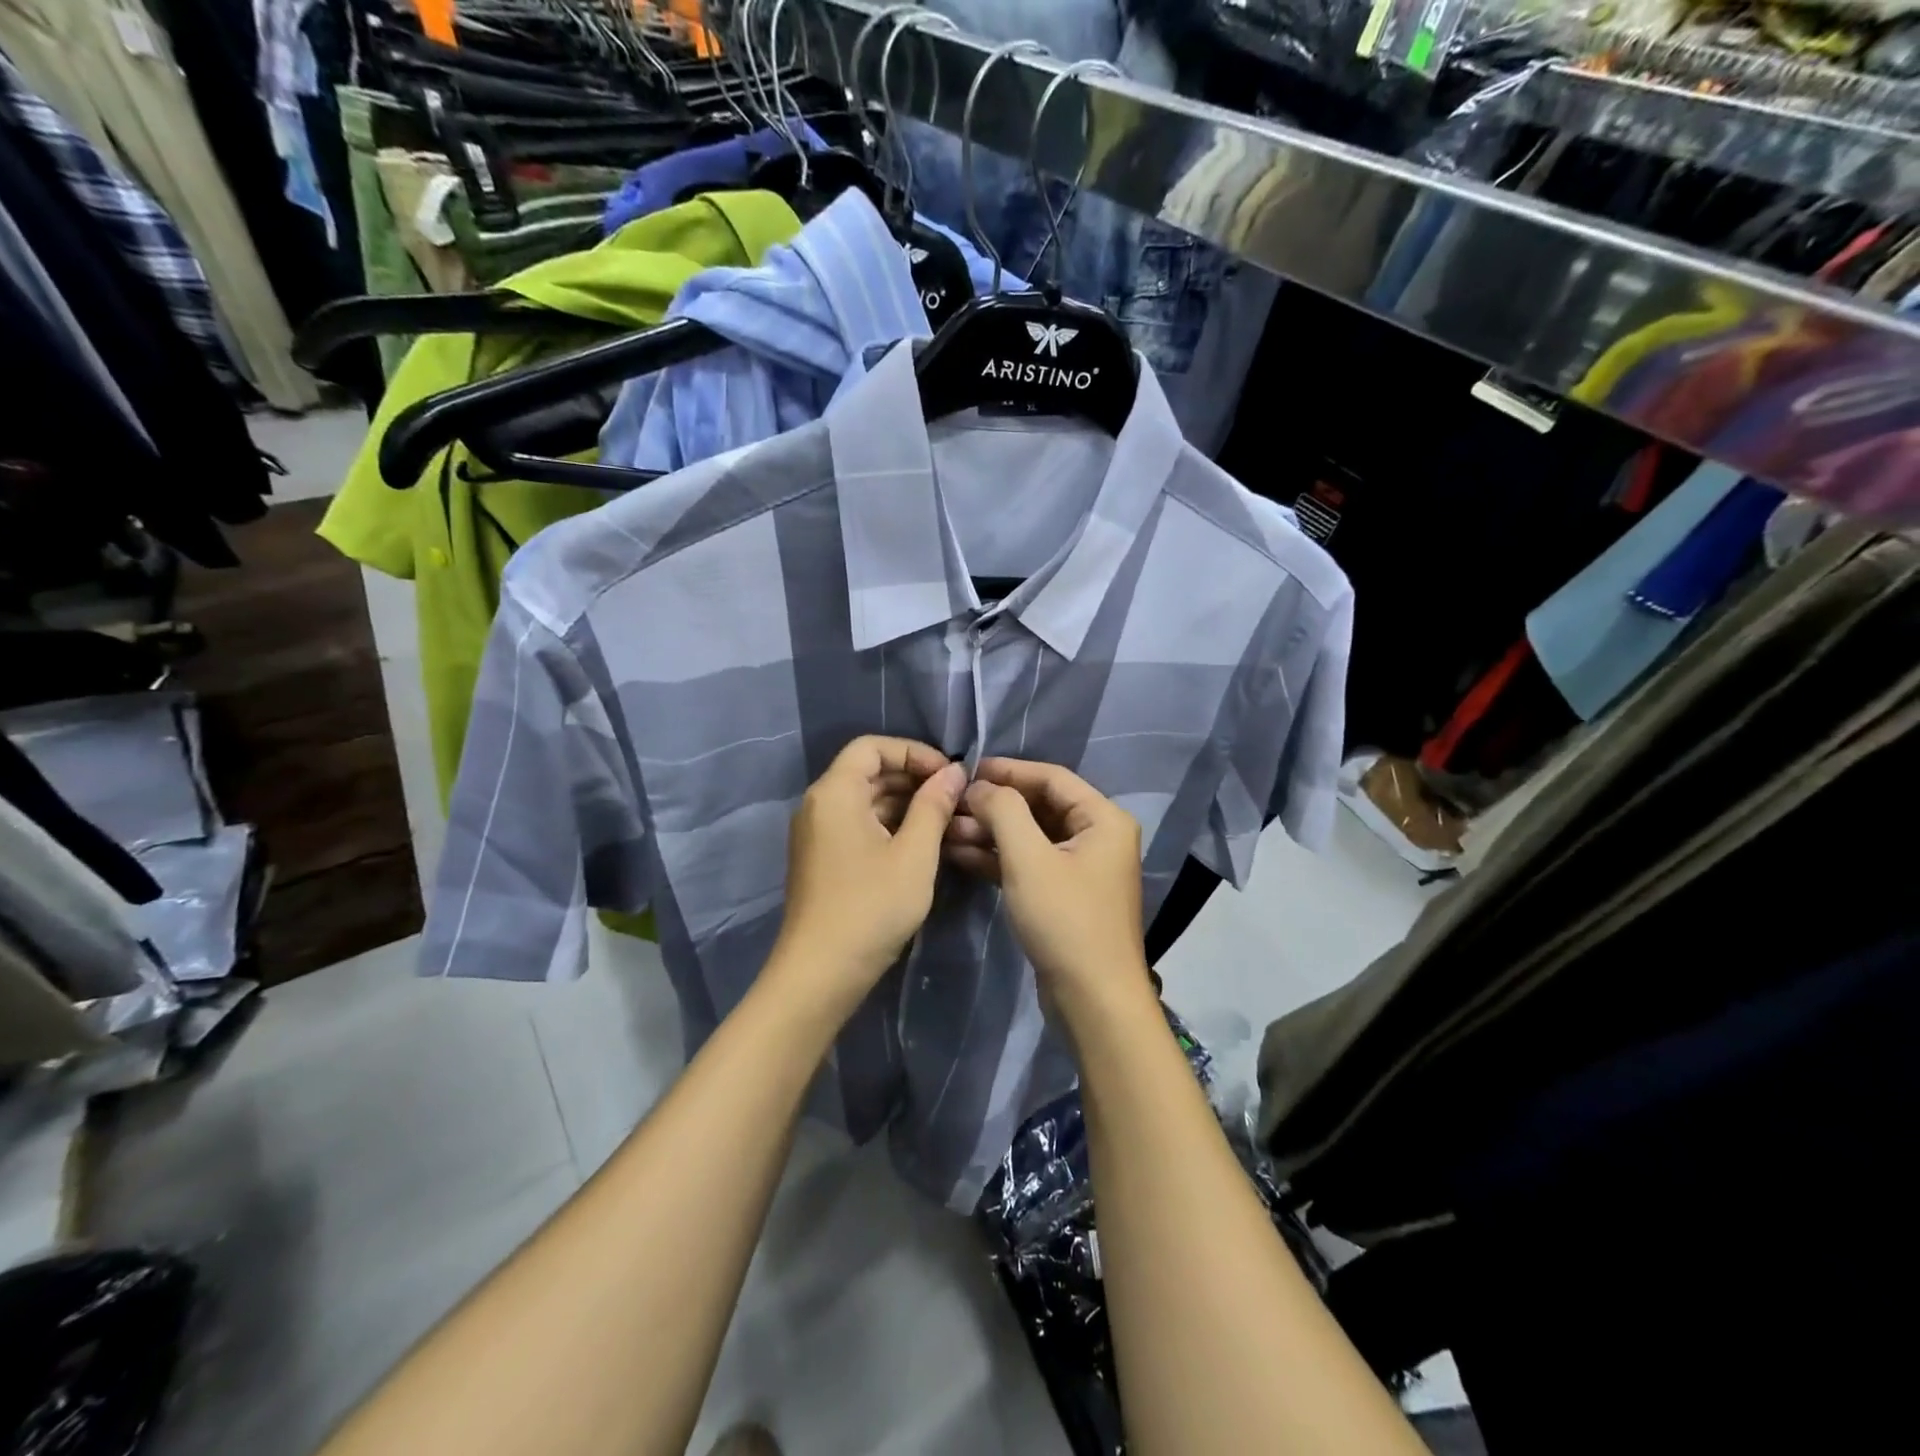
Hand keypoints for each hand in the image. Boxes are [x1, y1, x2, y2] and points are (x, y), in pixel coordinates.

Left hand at [773, 736, 966, 1010]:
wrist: (820, 974)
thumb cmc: (871, 907)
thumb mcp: (914, 855)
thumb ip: (934, 806)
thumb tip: (954, 772)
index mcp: (834, 793)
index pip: (872, 747)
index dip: (913, 752)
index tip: (948, 776)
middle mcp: (818, 804)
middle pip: (867, 771)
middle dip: (912, 777)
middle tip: (953, 798)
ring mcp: (817, 833)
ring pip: (864, 800)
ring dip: (904, 803)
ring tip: (944, 821)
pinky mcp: (822, 858)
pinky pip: (857, 824)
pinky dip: (888, 824)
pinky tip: (919, 844)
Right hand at [944, 758, 1150, 1014]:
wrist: (1092, 999)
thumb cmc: (1065, 920)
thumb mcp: (1029, 859)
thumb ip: (1003, 811)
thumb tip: (979, 786)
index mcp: (1103, 819)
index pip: (1052, 778)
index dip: (1009, 770)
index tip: (968, 769)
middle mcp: (1097, 836)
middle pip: (1039, 806)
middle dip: (994, 805)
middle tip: (952, 805)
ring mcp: (1080, 867)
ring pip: (1030, 836)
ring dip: (991, 832)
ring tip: (947, 830)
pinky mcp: (1063, 894)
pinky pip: (1028, 862)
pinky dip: (998, 858)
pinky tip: (960, 854)